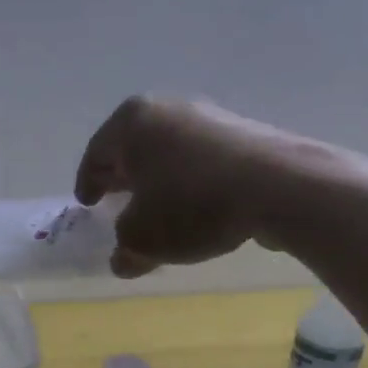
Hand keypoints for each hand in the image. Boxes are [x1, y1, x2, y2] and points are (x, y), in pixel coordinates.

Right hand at [75, 95, 285, 276]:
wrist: (280, 187)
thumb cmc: (192, 204)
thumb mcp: (144, 237)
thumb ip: (125, 247)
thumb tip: (123, 259)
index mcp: (132, 122)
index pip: (96, 154)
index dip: (88, 183)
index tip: (87, 204)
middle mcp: (167, 109)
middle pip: (133, 147)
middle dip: (123, 177)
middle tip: (115, 202)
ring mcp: (209, 117)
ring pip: (169, 152)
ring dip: (158, 180)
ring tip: (158, 210)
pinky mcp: (243, 134)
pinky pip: (201, 159)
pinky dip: (189, 180)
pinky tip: (197, 207)